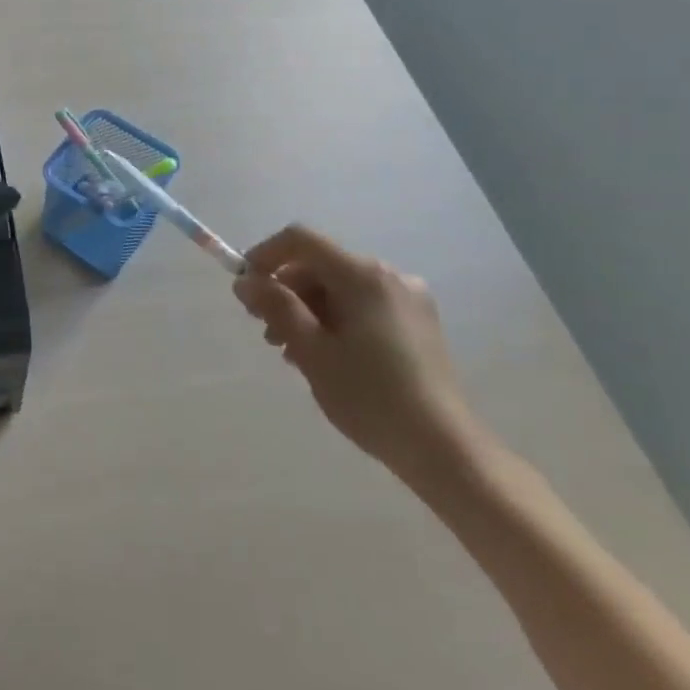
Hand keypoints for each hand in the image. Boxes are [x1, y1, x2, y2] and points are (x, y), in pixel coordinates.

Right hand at [233, 224, 485, 482]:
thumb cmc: (370, 396)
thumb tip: (245, 281)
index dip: (265, 255)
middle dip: (286, 291)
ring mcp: (407, 299)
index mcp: (363, 275)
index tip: (246, 289)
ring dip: (307, 310)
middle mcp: (388, 275)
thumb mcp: (311, 350)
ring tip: (293, 352)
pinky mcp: (417, 323)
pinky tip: (326, 356)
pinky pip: (362, 305)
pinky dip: (335, 319)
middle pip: (320, 264)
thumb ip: (276, 307)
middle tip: (267, 332)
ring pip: (339, 287)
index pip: (301, 240)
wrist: (445, 449)